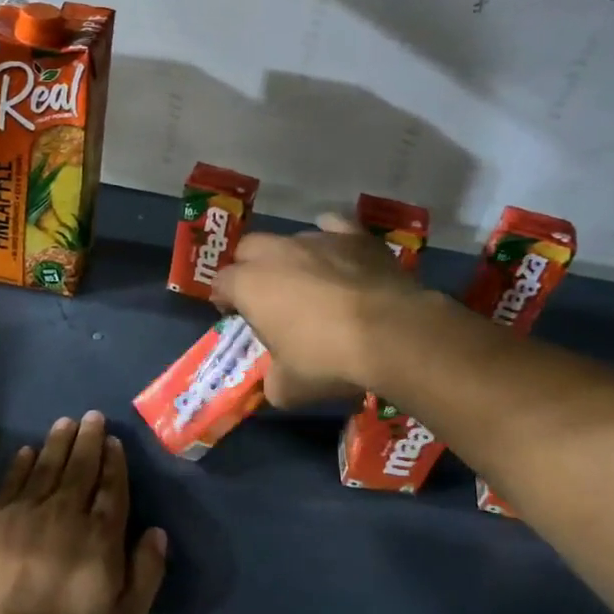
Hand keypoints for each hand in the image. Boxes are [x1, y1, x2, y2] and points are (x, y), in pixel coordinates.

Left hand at [0, 411, 167, 613]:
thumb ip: (146, 573)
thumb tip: (157, 531)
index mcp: (101, 537)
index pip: (112, 489)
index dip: (114, 463)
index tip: (114, 442)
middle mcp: (66, 514)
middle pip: (81, 469)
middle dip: (89, 441)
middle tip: (93, 417)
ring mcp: (27, 513)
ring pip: (47, 467)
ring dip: (59, 442)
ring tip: (66, 422)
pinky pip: (13, 482)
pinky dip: (22, 463)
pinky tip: (29, 450)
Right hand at [210, 215, 427, 406]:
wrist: (392, 333)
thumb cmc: (327, 359)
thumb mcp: (288, 387)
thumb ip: (272, 380)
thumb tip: (275, 381)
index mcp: (249, 284)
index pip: (220, 282)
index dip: (224, 298)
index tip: (234, 315)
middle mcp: (277, 252)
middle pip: (249, 249)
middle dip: (250, 267)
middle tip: (265, 294)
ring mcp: (318, 239)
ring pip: (292, 239)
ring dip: (291, 257)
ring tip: (308, 282)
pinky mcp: (356, 236)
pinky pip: (334, 226)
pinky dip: (331, 237)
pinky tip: (337, 253)